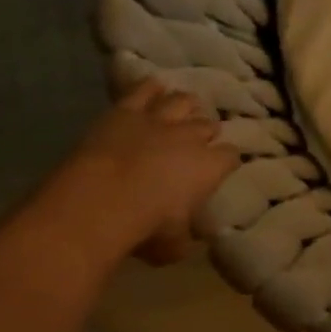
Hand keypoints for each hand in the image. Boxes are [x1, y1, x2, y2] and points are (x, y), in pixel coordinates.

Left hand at [62, 79, 239, 264]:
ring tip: (185, 108)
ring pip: (181, 102)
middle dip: (207, 131)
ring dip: (185, 105)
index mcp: (209, 167)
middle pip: (207, 125)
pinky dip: (150, 87)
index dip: (227, 160)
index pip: (230, 156)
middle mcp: (189, 138)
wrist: (99, 202)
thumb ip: (184, 238)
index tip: (223, 166)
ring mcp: (157, 120)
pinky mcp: (124, 112)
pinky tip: (154, 85)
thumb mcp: (174, 246)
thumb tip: (185, 239)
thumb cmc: (146, 228)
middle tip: (201, 138)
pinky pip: (143, 90)